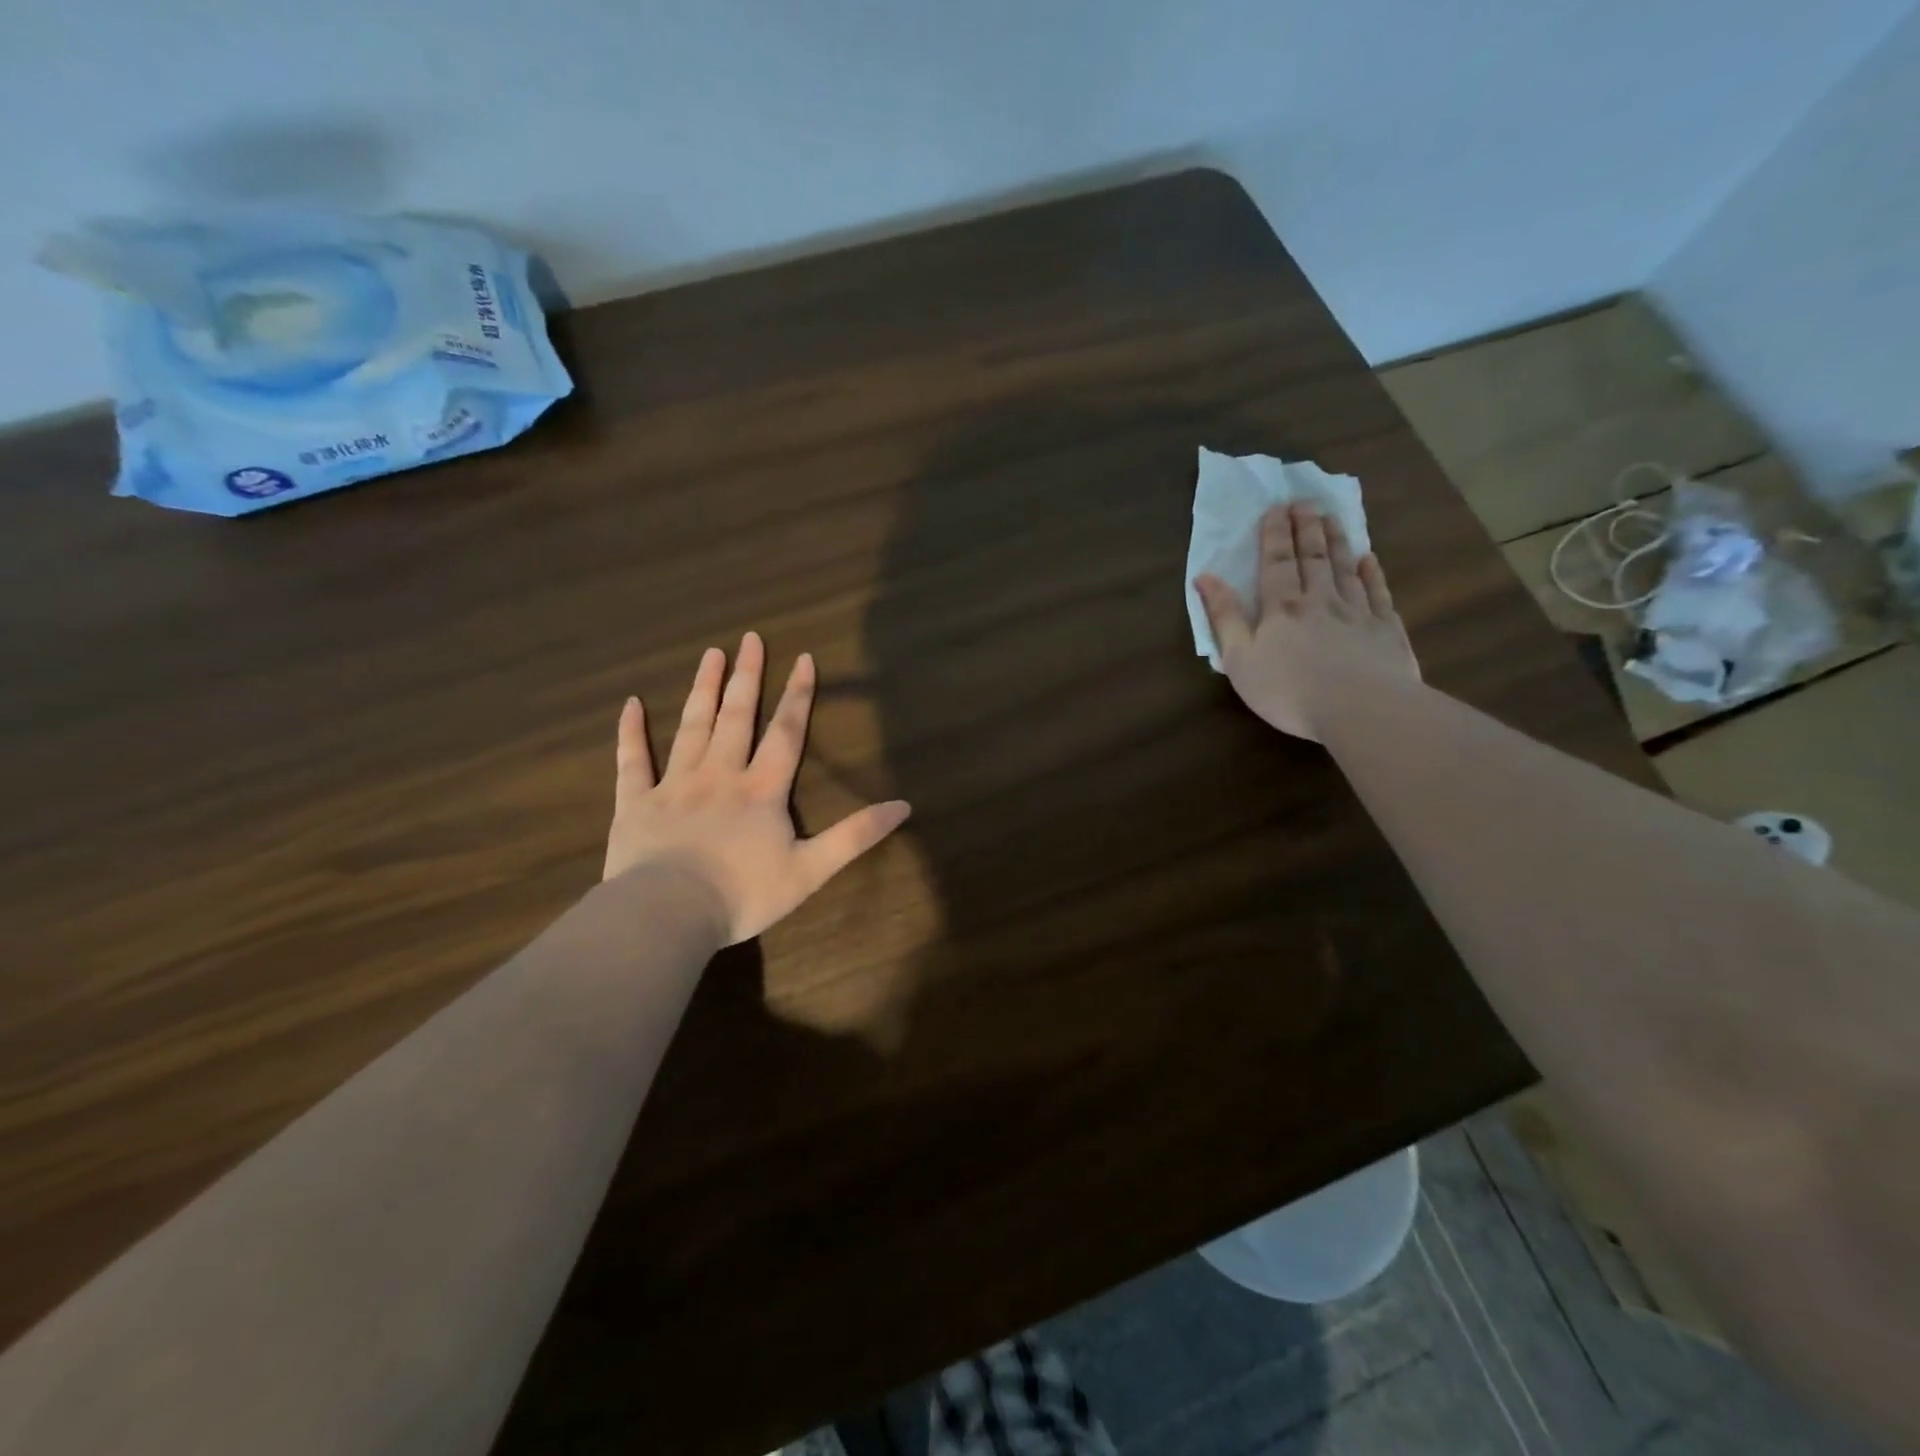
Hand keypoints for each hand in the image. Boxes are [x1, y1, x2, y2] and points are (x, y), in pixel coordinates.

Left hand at [603, 632, 911, 944]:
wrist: (669, 914)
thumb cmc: (743, 894)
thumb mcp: (811, 870)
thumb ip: (855, 836)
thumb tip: (904, 806)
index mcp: (761, 790)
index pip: (785, 733)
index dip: (797, 695)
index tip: (802, 657)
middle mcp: (720, 775)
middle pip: (736, 717)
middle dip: (746, 676)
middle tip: (749, 638)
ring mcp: (674, 785)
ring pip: (691, 727)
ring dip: (702, 689)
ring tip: (710, 654)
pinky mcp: (635, 804)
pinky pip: (632, 762)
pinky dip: (630, 732)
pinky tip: (630, 704)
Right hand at [1194, 502, 1419, 740]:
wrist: (1361, 708)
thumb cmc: (1289, 690)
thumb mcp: (1240, 659)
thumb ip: (1224, 618)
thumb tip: (1205, 577)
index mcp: (1282, 608)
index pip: (1276, 562)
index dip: (1275, 534)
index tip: (1276, 508)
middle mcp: (1320, 600)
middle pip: (1313, 557)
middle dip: (1306, 528)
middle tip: (1304, 503)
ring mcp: (1358, 612)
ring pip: (1345, 568)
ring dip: (1337, 541)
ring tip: (1333, 518)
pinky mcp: (1386, 630)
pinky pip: (1378, 593)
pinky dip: (1372, 573)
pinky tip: (1369, 560)